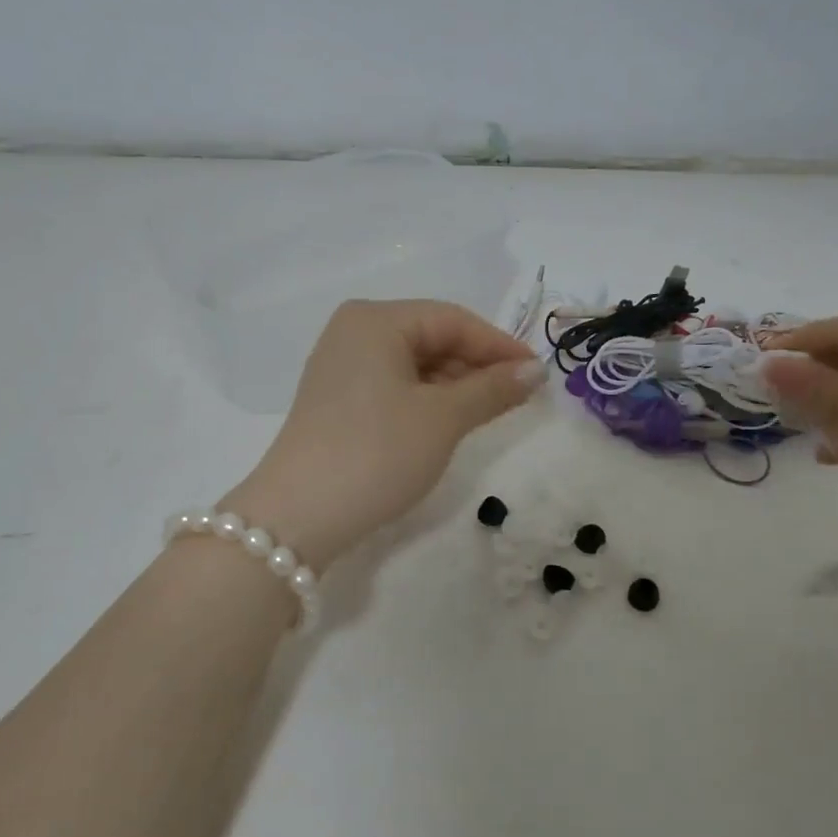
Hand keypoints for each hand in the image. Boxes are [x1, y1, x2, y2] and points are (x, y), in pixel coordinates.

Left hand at [223, 300, 543, 569]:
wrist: (299, 516)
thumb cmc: (377, 452)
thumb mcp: (443, 418)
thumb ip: (492, 389)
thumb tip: (535, 371)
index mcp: (376, 320)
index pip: (452, 320)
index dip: (499, 345)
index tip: (538, 375)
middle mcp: (354, 332)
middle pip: (432, 337)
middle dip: (477, 366)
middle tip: (519, 397)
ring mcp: (341, 366)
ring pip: (414, 364)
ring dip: (455, 385)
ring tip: (491, 412)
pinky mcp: (337, 400)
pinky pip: (394, 385)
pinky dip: (427, 399)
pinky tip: (450, 420)